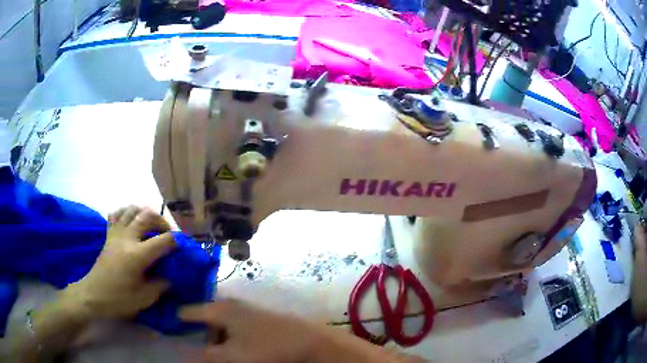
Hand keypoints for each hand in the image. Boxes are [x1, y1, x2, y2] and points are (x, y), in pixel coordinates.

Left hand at [60, 205, 175, 319]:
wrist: (93, 295)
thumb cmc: (119, 299)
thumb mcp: (144, 298)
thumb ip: (160, 285)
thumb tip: (169, 276)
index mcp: (137, 255)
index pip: (163, 240)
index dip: (177, 241)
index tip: (183, 247)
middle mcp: (127, 238)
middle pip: (147, 215)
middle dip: (162, 221)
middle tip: (167, 234)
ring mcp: (115, 233)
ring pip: (131, 209)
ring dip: (144, 212)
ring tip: (151, 224)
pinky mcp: (108, 235)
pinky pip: (117, 214)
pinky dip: (125, 212)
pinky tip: (131, 220)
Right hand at [180, 299, 318, 362]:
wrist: (308, 341)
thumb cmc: (266, 347)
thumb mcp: (231, 356)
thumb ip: (206, 355)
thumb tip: (186, 355)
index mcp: (219, 309)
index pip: (188, 311)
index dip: (176, 318)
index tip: (166, 325)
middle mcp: (230, 304)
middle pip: (206, 320)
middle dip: (201, 336)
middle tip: (203, 352)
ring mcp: (246, 310)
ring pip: (221, 326)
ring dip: (217, 340)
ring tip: (222, 354)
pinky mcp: (257, 318)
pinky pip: (235, 328)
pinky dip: (231, 339)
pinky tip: (238, 350)